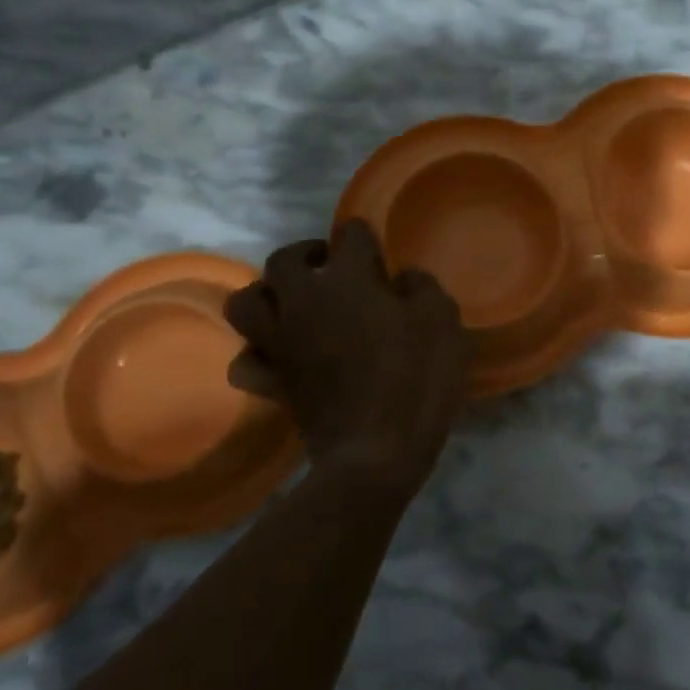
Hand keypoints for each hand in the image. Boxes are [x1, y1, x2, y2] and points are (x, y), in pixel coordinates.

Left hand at [224, 221, 468, 493]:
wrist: (375, 454)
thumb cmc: (415, 380)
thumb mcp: (442, 322)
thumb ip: (423, 287)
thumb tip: (403, 279)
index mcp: (348, 280)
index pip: (349, 234)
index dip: (365, 238)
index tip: (379, 255)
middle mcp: (304, 302)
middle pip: (283, 260)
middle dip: (307, 254)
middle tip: (332, 268)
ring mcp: (281, 343)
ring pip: (246, 302)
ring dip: (268, 295)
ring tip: (296, 304)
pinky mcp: (274, 381)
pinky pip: (247, 359)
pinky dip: (258, 352)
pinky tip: (281, 354)